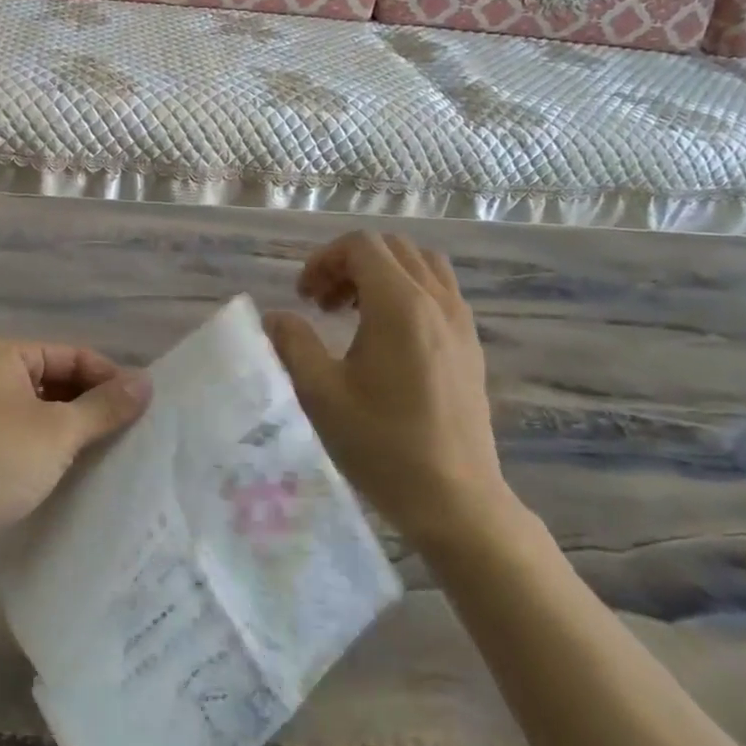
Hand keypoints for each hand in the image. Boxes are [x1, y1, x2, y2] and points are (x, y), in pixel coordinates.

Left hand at [0, 340, 150, 543]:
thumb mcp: (59, 430)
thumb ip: (105, 406)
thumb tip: (147, 382)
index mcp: (3, 356)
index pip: (72, 356)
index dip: (109, 378)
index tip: (144, 408)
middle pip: (58, 383)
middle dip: (94, 405)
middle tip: (134, 432)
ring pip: (44, 415)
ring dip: (76, 431)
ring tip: (115, 453)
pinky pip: (28, 442)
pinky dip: (54, 452)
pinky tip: (81, 472)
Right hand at [264, 232, 516, 551]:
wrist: (455, 499)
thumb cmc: (382, 446)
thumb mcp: (321, 395)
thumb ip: (292, 344)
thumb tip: (275, 318)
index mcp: (401, 305)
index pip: (361, 246)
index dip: (324, 260)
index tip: (304, 298)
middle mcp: (437, 301)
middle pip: (391, 249)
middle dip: (349, 264)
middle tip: (322, 305)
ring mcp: (461, 321)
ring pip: (420, 265)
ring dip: (381, 274)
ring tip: (353, 313)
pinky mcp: (471, 344)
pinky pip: (440, 291)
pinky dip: (408, 291)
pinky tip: (387, 336)